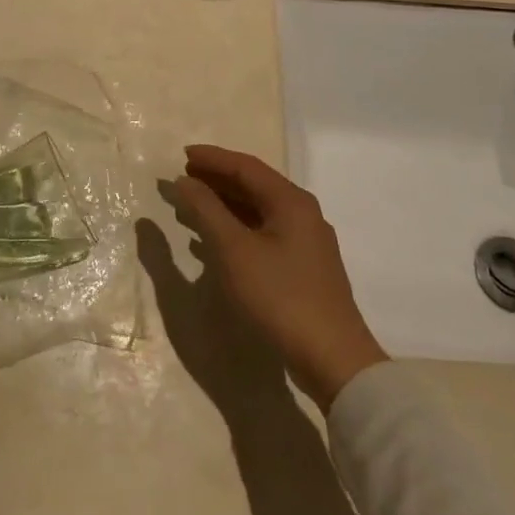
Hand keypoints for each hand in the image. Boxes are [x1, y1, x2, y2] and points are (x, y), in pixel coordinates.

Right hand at [172, 144, 387, 412]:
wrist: (332, 359)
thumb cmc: (279, 295)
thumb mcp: (233, 249)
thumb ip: (206, 210)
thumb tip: (184, 181)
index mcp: (290, 201)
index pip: (246, 166)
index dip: (212, 158)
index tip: (182, 155)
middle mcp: (302, 214)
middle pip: (254, 185)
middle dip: (217, 179)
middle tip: (184, 177)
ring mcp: (306, 242)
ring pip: (258, 210)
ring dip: (224, 204)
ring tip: (192, 205)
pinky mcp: (304, 268)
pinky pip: (264, 233)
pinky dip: (236, 228)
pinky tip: (215, 241)